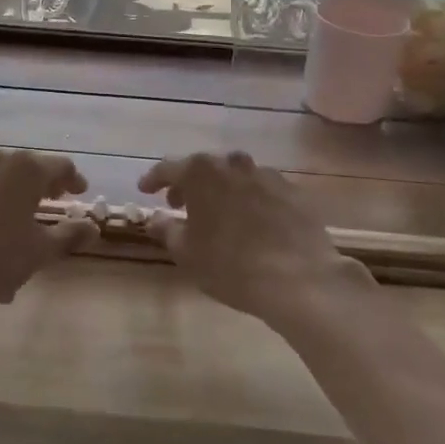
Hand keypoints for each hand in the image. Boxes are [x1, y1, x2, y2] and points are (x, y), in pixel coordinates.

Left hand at [0, 150, 96, 322]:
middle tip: (48, 205)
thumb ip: (70, 235)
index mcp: (25, 170)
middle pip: (26, 169)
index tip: (79, 193)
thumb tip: (93, 226)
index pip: (60, 167)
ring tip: (11, 227)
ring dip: (9, 197)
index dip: (73, 180)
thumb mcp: (39, 252)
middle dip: (40, 187)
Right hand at [138, 152, 371, 328]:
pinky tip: (251, 223)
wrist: (300, 279)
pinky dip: (249, 200)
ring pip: (234, 176)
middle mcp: (233, 164)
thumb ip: (166, 229)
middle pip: (203, 168)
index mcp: (201, 172)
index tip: (145, 191)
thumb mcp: (186, 252)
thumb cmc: (230, 265)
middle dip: (188, 184)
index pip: (168, 168)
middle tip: (179, 206)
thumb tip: (155, 217)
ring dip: (221, 190)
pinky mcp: (293, 192)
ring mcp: (267, 175)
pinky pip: (261, 190)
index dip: (153, 180)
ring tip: (216, 214)